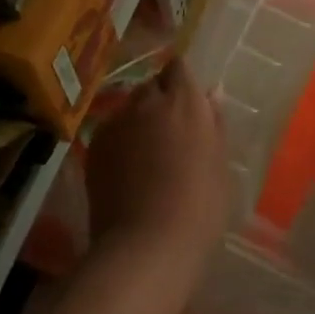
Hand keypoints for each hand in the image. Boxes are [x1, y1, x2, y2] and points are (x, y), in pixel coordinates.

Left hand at [84, 55, 228, 278]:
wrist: (146, 246)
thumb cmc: (199, 205)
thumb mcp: (219, 163)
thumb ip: (214, 122)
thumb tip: (212, 92)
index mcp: (184, 100)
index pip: (178, 67)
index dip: (182, 81)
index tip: (189, 102)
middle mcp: (147, 102)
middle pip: (152, 85)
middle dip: (161, 99)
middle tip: (172, 130)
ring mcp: (117, 123)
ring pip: (129, 108)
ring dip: (139, 118)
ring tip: (147, 152)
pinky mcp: (95, 147)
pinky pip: (111, 131)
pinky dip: (120, 140)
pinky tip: (128, 169)